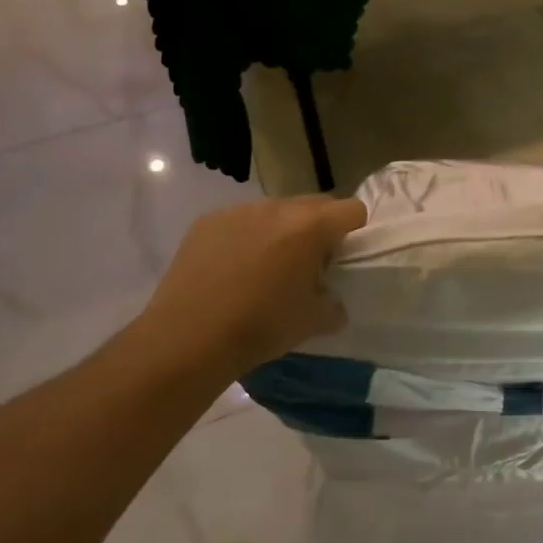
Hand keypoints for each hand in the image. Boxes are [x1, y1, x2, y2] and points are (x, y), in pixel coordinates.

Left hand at [127, 197, 366, 387]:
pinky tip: (232, 269)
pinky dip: (245, 237)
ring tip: (265, 267)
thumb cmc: (260, 327)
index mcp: (311, 227)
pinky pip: (241, 220)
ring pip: (276, 211)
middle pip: (316, 204)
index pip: (352, 210)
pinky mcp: (208, 221)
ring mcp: (240, 210)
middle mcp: (278, 207)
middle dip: (319, 228)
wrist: (187, 338)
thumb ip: (333, 305)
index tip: (343, 258)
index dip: (354, 231)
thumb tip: (333, 303)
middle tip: (307, 264)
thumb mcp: (311, 322)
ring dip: (281, 231)